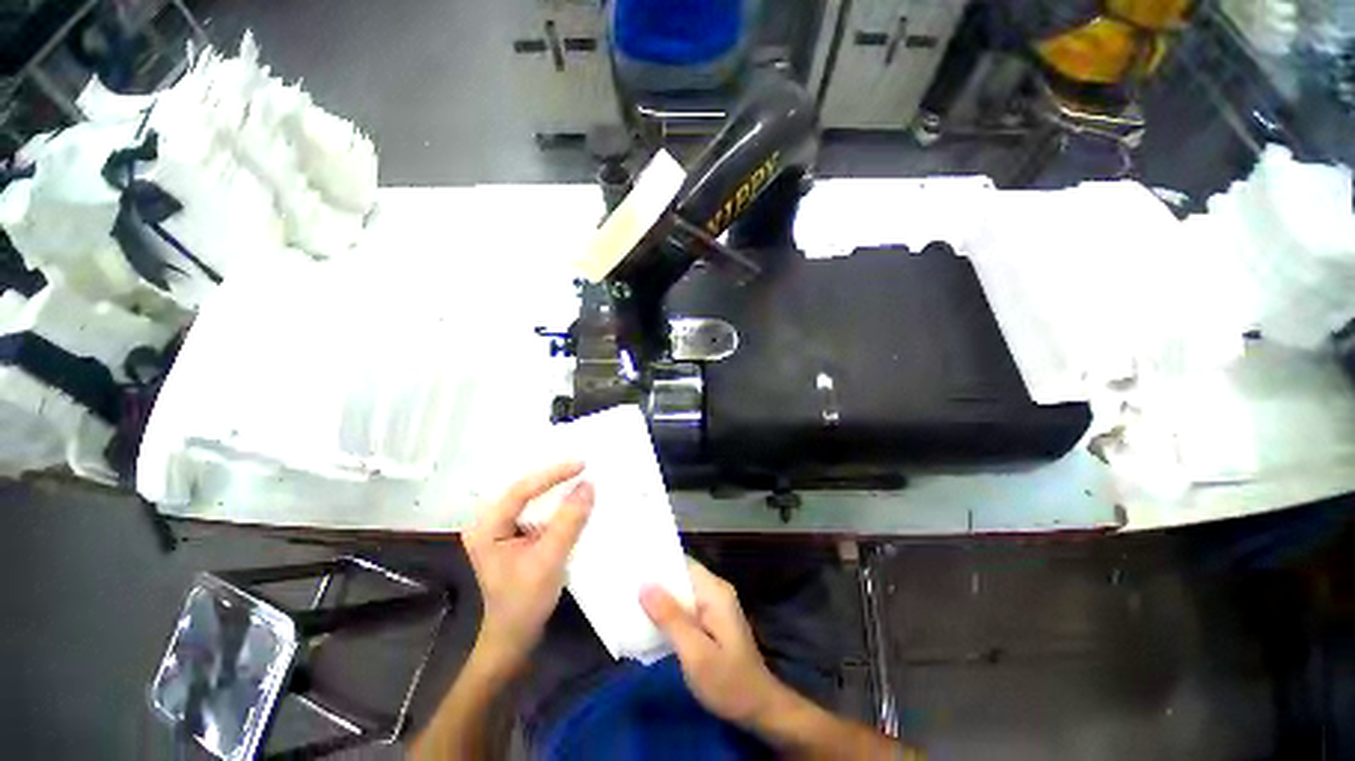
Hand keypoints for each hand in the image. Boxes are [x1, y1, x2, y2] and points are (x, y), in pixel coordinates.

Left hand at [464, 462, 593, 671]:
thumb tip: (588, 485)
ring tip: (579, 474)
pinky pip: (535, 510)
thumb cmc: (524, 604)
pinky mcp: (513, 536)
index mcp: (487, 528)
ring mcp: (500, 529)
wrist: (513, 639)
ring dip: (554, 488)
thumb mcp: (549, 561)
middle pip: (524, 489)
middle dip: (553, 477)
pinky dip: (554, 503)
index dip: (552, 474)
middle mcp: (489, 523)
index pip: (521, 490)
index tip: (582, 465)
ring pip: (530, 498)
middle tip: (582, 465)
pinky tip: (570, 497)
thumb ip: (568, 522)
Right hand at [640, 557, 786, 726]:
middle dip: (655, 581)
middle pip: (680, 576)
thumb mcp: (695, 653)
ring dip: (659, 598)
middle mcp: (715, 591)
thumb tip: (645, 585)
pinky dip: (668, 612)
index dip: (657, 563)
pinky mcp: (710, 621)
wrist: (759, 709)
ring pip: (681, 593)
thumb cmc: (728, 682)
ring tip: (629, 600)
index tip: (631, 565)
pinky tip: (648, 622)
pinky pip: (685, 608)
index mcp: (714, 591)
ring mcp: (714, 606)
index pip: (682, 563)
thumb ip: (670, 618)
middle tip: (624, 585)